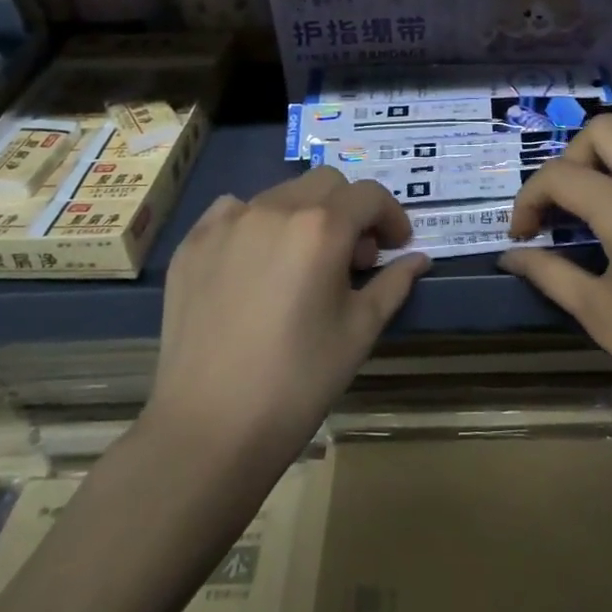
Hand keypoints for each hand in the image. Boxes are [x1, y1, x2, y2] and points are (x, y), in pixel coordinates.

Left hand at [146, 168, 429, 466]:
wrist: (209, 427)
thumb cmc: (298, 381)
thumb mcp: (359, 331)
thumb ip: (393, 284)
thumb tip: (418, 259)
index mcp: (321, 227)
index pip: (369, 196)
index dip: (391, 217)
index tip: (395, 247)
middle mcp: (274, 208)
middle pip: (326, 184)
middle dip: (350, 210)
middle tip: (352, 258)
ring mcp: (227, 221)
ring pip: (280, 194)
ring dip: (304, 215)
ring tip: (302, 264)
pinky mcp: (194, 242)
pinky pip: (233, 211)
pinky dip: (256, 223)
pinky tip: (255, 263)